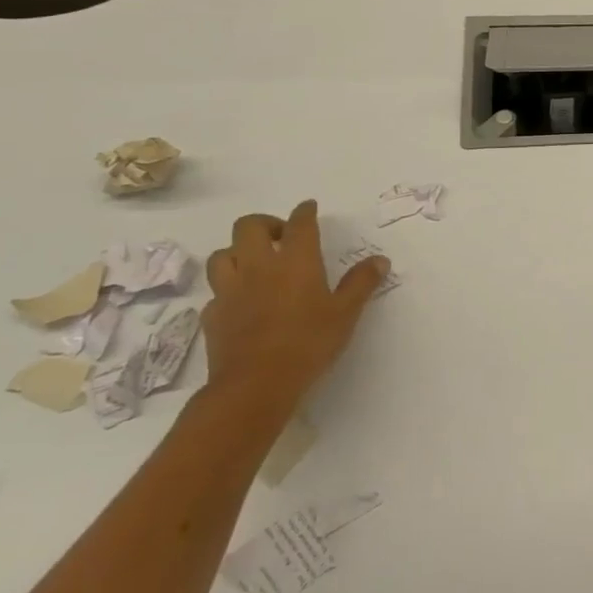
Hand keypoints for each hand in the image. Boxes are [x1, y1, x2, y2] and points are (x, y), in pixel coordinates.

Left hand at [202, 200, 389, 414]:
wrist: (255, 385)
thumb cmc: (308, 343)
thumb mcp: (346, 313)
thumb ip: (361, 283)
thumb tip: (380, 260)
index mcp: (295, 260)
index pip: (299, 223)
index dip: (304, 212)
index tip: (308, 208)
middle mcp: (259, 266)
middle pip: (249, 226)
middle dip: (264, 223)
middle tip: (280, 237)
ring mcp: (230, 290)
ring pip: (222, 254)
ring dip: (237, 252)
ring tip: (254, 264)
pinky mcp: (213, 315)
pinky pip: (216, 291)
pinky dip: (228, 289)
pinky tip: (241, 301)